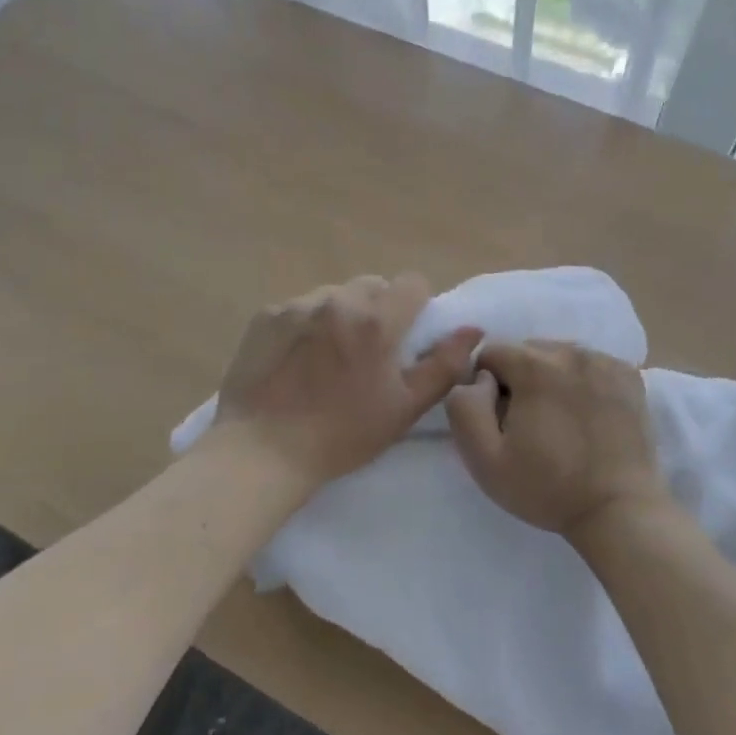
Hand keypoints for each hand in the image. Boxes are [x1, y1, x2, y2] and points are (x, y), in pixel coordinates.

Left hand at [209, 274, 481, 493]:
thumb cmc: (342, 435)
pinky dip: (306, 325)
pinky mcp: (266, 316)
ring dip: (341, 316)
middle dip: (378, 311)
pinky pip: (300, 308)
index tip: (405, 340)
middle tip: (367, 353)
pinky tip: (295, 362)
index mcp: (376, 321)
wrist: (262, 451)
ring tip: (327, 359)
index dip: (415, 308)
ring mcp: (297, 305)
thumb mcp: (404, 407)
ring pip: (334, 295)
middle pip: (372, 286)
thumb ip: (444, 365)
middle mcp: (337, 300)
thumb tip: (473, 330)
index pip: (412, 283)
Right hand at [446, 342, 667, 538]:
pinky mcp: (629, 377)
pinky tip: (586, 417)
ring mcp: (606, 362)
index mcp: (535, 366)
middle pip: (526, 351)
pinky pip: (590, 366)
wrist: (619, 511)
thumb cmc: (547, 488)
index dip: (486, 387)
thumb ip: (465, 407)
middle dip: (518, 380)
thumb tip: (477, 378)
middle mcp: (572, 352)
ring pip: (559, 356)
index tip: (500, 421)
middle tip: (529, 425)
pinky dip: (581, 382)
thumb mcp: (484, 459)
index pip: (491, 353)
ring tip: (559, 423)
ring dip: (550, 379)